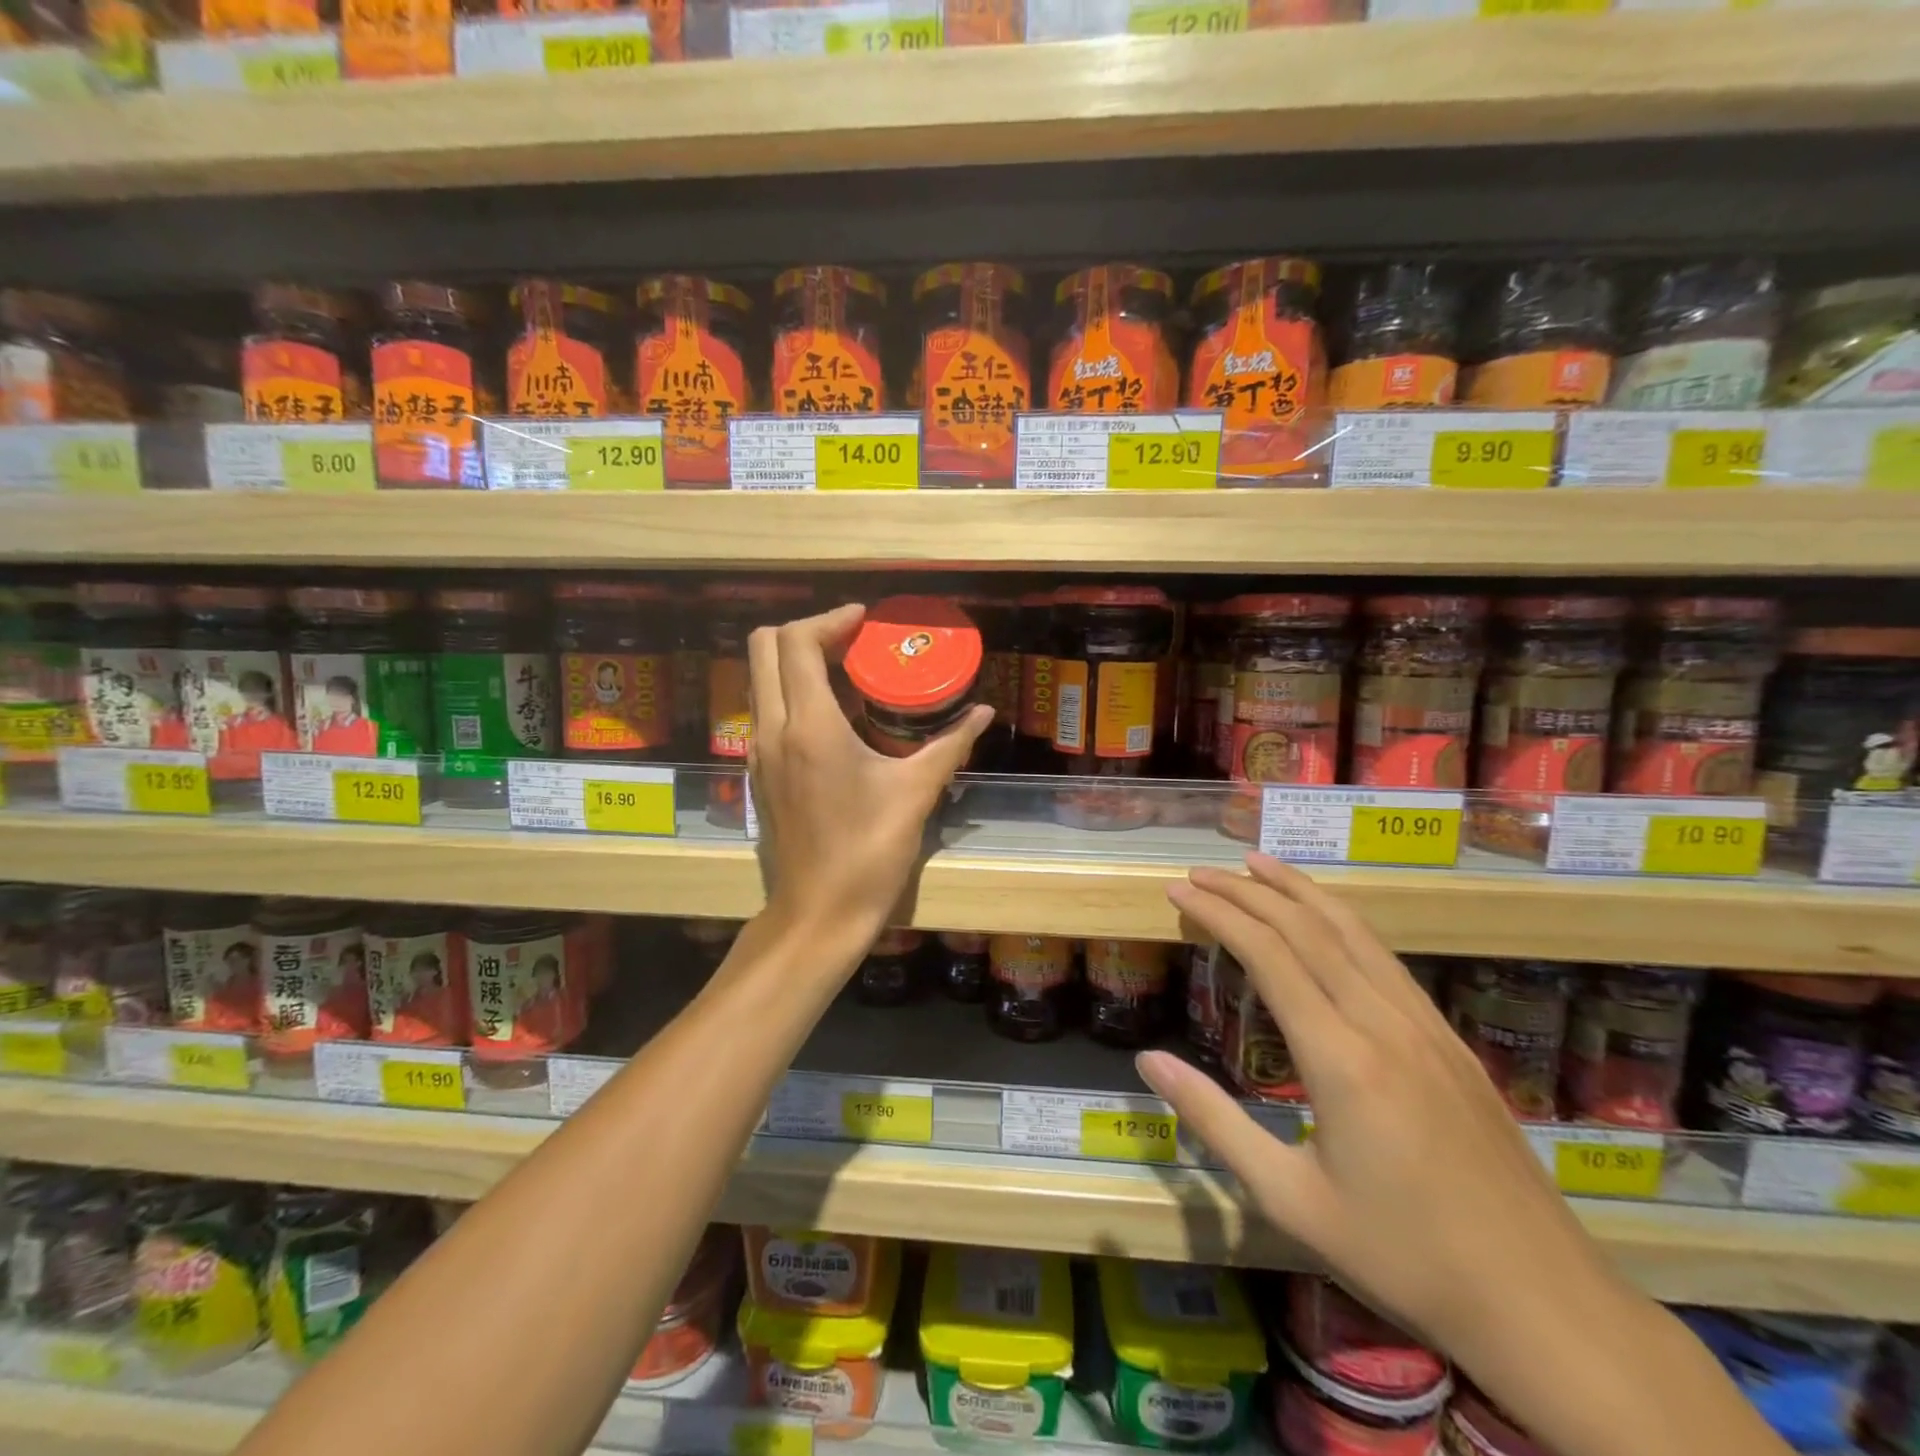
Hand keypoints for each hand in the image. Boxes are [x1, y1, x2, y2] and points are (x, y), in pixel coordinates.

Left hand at [747, 604, 992, 951]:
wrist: (818, 912)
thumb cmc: (869, 851)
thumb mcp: (917, 792)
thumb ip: (950, 743)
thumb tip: (984, 713)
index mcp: (810, 726)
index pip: (797, 643)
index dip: (830, 619)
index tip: (864, 621)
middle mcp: (773, 729)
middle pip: (763, 647)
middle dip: (806, 631)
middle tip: (851, 641)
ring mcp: (759, 752)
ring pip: (760, 678)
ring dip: (795, 661)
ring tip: (845, 672)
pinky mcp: (759, 773)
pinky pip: (765, 709)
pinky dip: (790, 692)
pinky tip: (833, 716)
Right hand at [1137, 853, 1626, 1363]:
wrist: (1544, 1304)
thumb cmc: (1403, 1256)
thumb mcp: (1289, 1199)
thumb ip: (1214, 1121)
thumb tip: (1149, 1059)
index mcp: (1341, 1058)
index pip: (1268, 955)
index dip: (1219, 914)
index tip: (1179, 890)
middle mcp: (1383, 1023)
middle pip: (1307, 929)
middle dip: (1248, 892)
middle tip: (1200, 871)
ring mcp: (1425, 1026)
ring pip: (1353, 932)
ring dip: (1298, 890)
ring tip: (1257, 864)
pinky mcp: (1450, 1039)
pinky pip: (1385, 958)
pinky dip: (1342, 920)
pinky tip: (1327, 918)